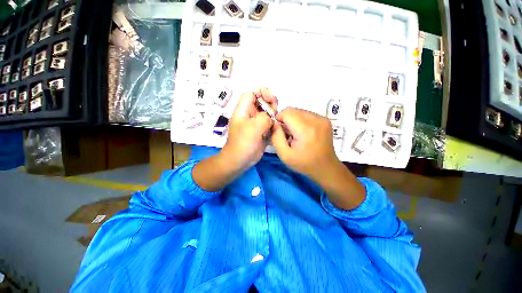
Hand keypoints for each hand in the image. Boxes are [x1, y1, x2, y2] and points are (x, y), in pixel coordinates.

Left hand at [222, 88, 277, 169]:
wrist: (240, 160)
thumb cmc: (243, 143)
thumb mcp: (253, 128)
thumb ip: (264, 118)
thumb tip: (271, 118)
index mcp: (243, 110)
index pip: (251, 93)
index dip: (261, 92)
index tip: (271, 99)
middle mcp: (250, 115)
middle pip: (261, 101)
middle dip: (270, 103)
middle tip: (275, 112)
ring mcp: (256, 123)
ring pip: (267, 113)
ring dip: (273, 114)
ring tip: (276, 121)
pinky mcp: (261, 131)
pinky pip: (269, 123)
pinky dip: (274, 124)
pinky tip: (277, 128)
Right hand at [271, 107, 340, 180]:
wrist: (326, 168)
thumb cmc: (304, 163)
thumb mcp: (284, 155)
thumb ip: (276, 137)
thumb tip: (274, 123)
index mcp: (306, 130)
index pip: (287, 112)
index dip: (279, 119)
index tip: (279, 131)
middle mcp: (316, 120)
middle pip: (293, 110)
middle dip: (286, 120)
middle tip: (288, 134)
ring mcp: (322, 118)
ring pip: (300, 111)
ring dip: (294, 120)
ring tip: (296, 134)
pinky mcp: (325, 120)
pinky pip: (307, 114)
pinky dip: (301, 120)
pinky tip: (304, 132)